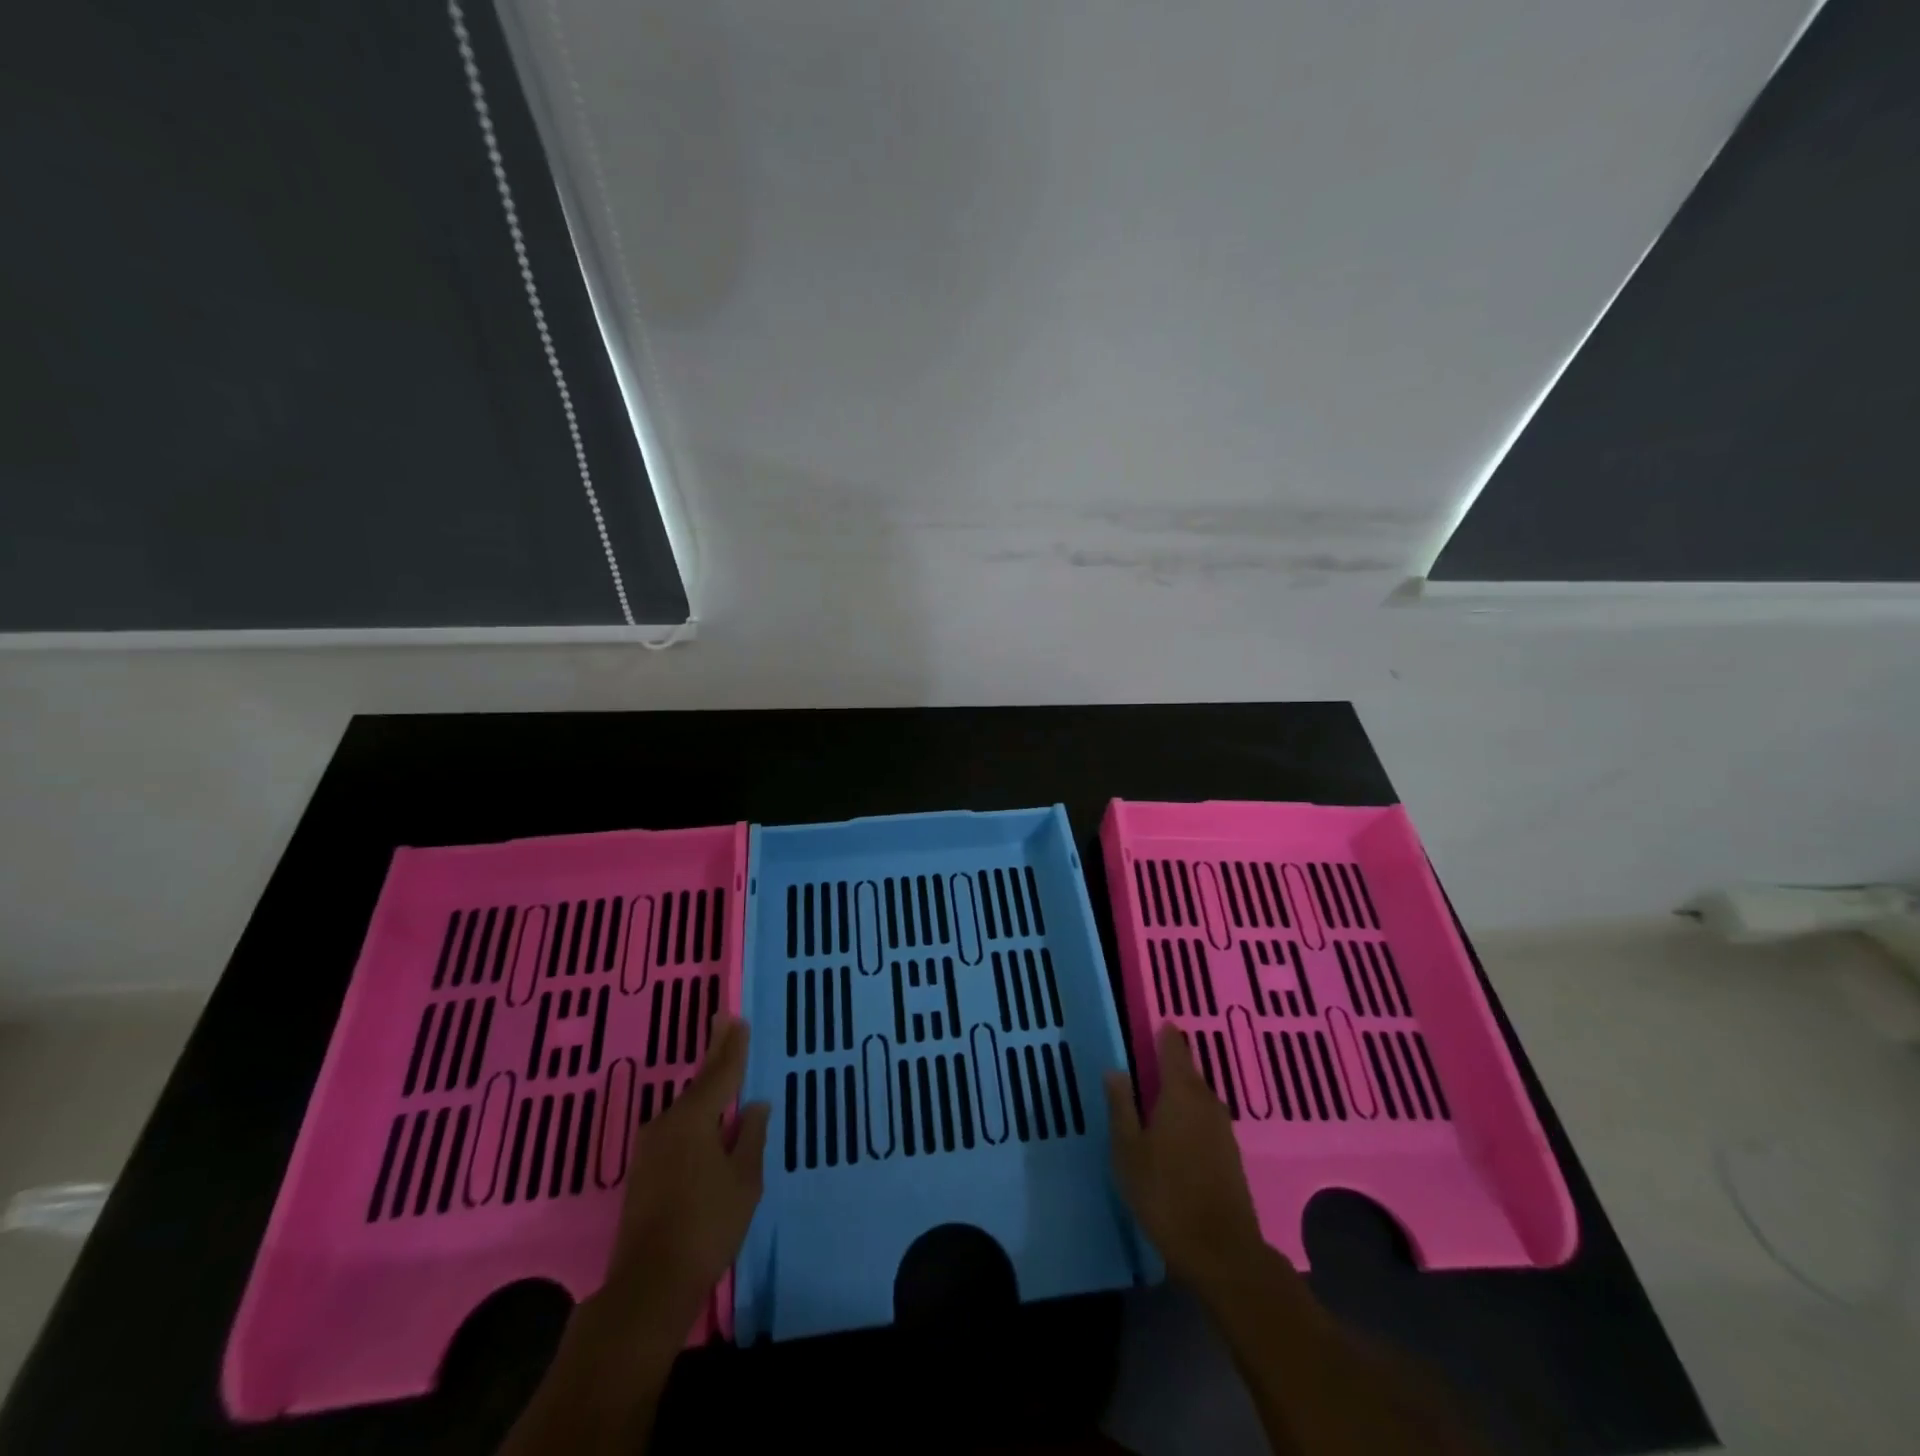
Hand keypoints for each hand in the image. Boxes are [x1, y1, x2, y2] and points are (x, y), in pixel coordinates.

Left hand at [593, 1015, 769, 1336]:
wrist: (648, 1287)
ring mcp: (650, 1149)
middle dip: (714, 1054)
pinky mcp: (642, 1172)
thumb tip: (754, 1106)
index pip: (720, 1074)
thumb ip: (750, 1137)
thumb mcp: (744, 1180)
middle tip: (723, 1022)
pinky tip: (705, 1119)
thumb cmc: (707, 1227)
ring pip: (685, 1108)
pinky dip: (694, 1115)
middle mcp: (666, 1124)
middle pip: (698, 1083)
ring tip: (721, 1068)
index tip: (737, 1019)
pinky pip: (676, 1129)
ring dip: (704, 1088)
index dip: (732, 1047)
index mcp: (694, 1119)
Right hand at [1105, 1023, 1268, 1295]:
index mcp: (1180, 1092)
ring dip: (1179, 1092)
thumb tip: (1115, 1069)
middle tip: (1145, 1062)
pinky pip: (1205, 1118)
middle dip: (1169, 1064)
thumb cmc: (1165, 1193)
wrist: (1221, 1251)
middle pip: (1188, 1072)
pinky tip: (1175, 1130)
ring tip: (1155, 1096)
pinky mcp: (1230, 1153)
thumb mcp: (1128, 1149)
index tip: (1153, 1025)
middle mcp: (1206, 1101)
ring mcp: (1222, 1128)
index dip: (1164, 1034)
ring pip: (1198, 1096)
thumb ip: (1121, 1106)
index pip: (1173, 1048)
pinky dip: (1190, 1115)